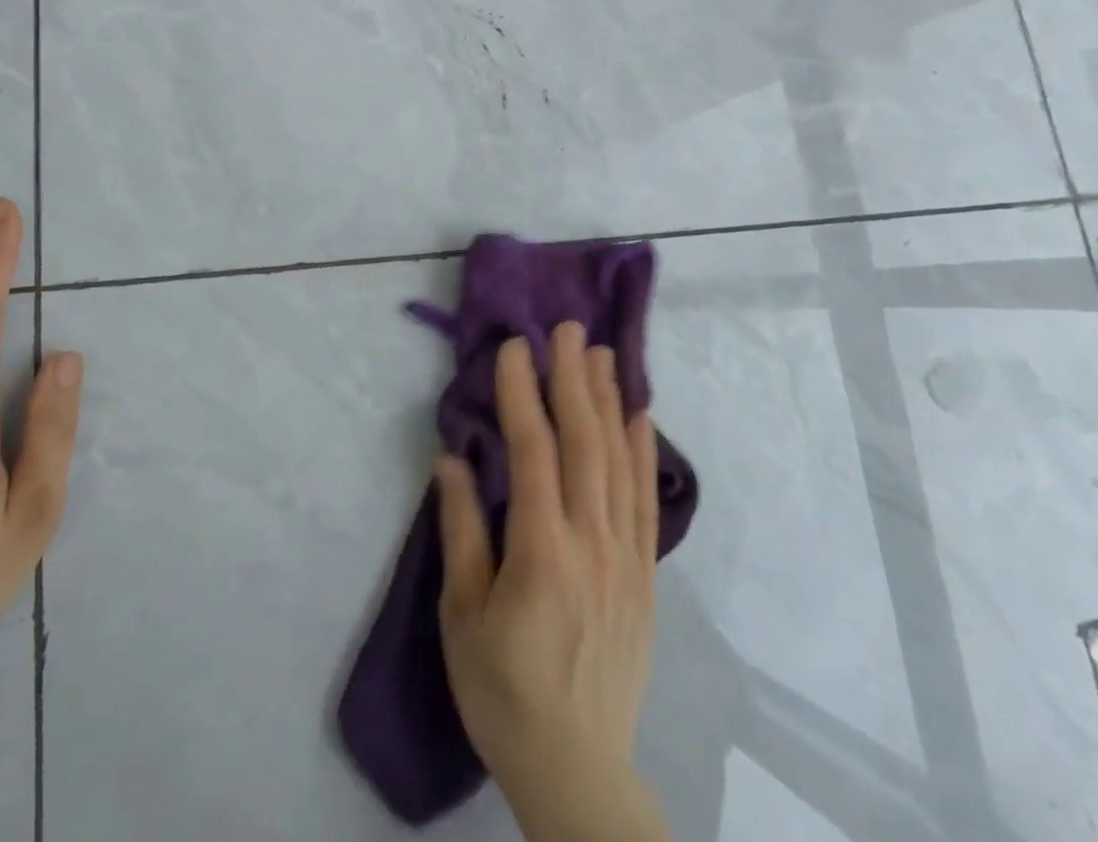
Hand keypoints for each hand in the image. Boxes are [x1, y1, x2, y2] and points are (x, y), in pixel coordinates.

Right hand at [435, 322, 666, 841]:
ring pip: (619, 461)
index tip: (514, 347)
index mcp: (541, 550)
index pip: (533, 450)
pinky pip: (646, 499)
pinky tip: (640, 416)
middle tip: (567, 328)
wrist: (577, 769)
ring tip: (602, 353)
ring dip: (609, 400)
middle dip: (573, 378)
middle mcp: (591, 541)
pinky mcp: (644, 574)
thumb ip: (461, 531)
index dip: (522, 392)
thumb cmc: (502, 690)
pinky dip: (644, 451)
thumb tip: (451, 460)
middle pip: (584, 442)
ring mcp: (625, 556)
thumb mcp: (461, 614)